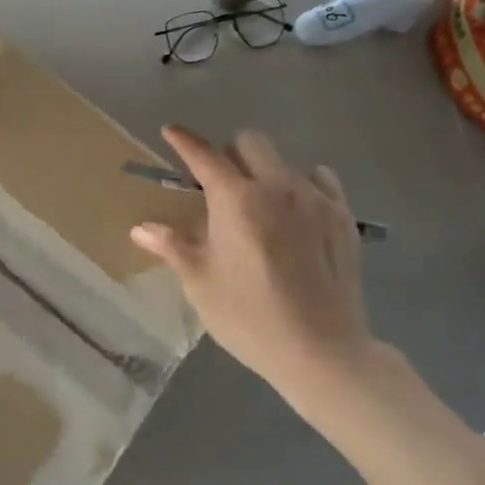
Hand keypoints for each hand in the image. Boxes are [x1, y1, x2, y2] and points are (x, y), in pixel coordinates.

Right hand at [130, 126, 376, 392]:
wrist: (321, 352)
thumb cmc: (249, 317)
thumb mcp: (200, 283)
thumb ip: (172, 247)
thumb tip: (141, 229)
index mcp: (236, 199)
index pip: (204, 155)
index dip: (184, 141)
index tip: (172, 132)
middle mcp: (277, 186)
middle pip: (250, 143)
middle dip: (230, 154)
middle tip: (220, 185)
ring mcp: (315, 199)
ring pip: (285, 161)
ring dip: (265, 172)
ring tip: (261, 205)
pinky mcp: (343, 217)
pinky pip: (320, 180)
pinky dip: (303, 185)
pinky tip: (297, 212)